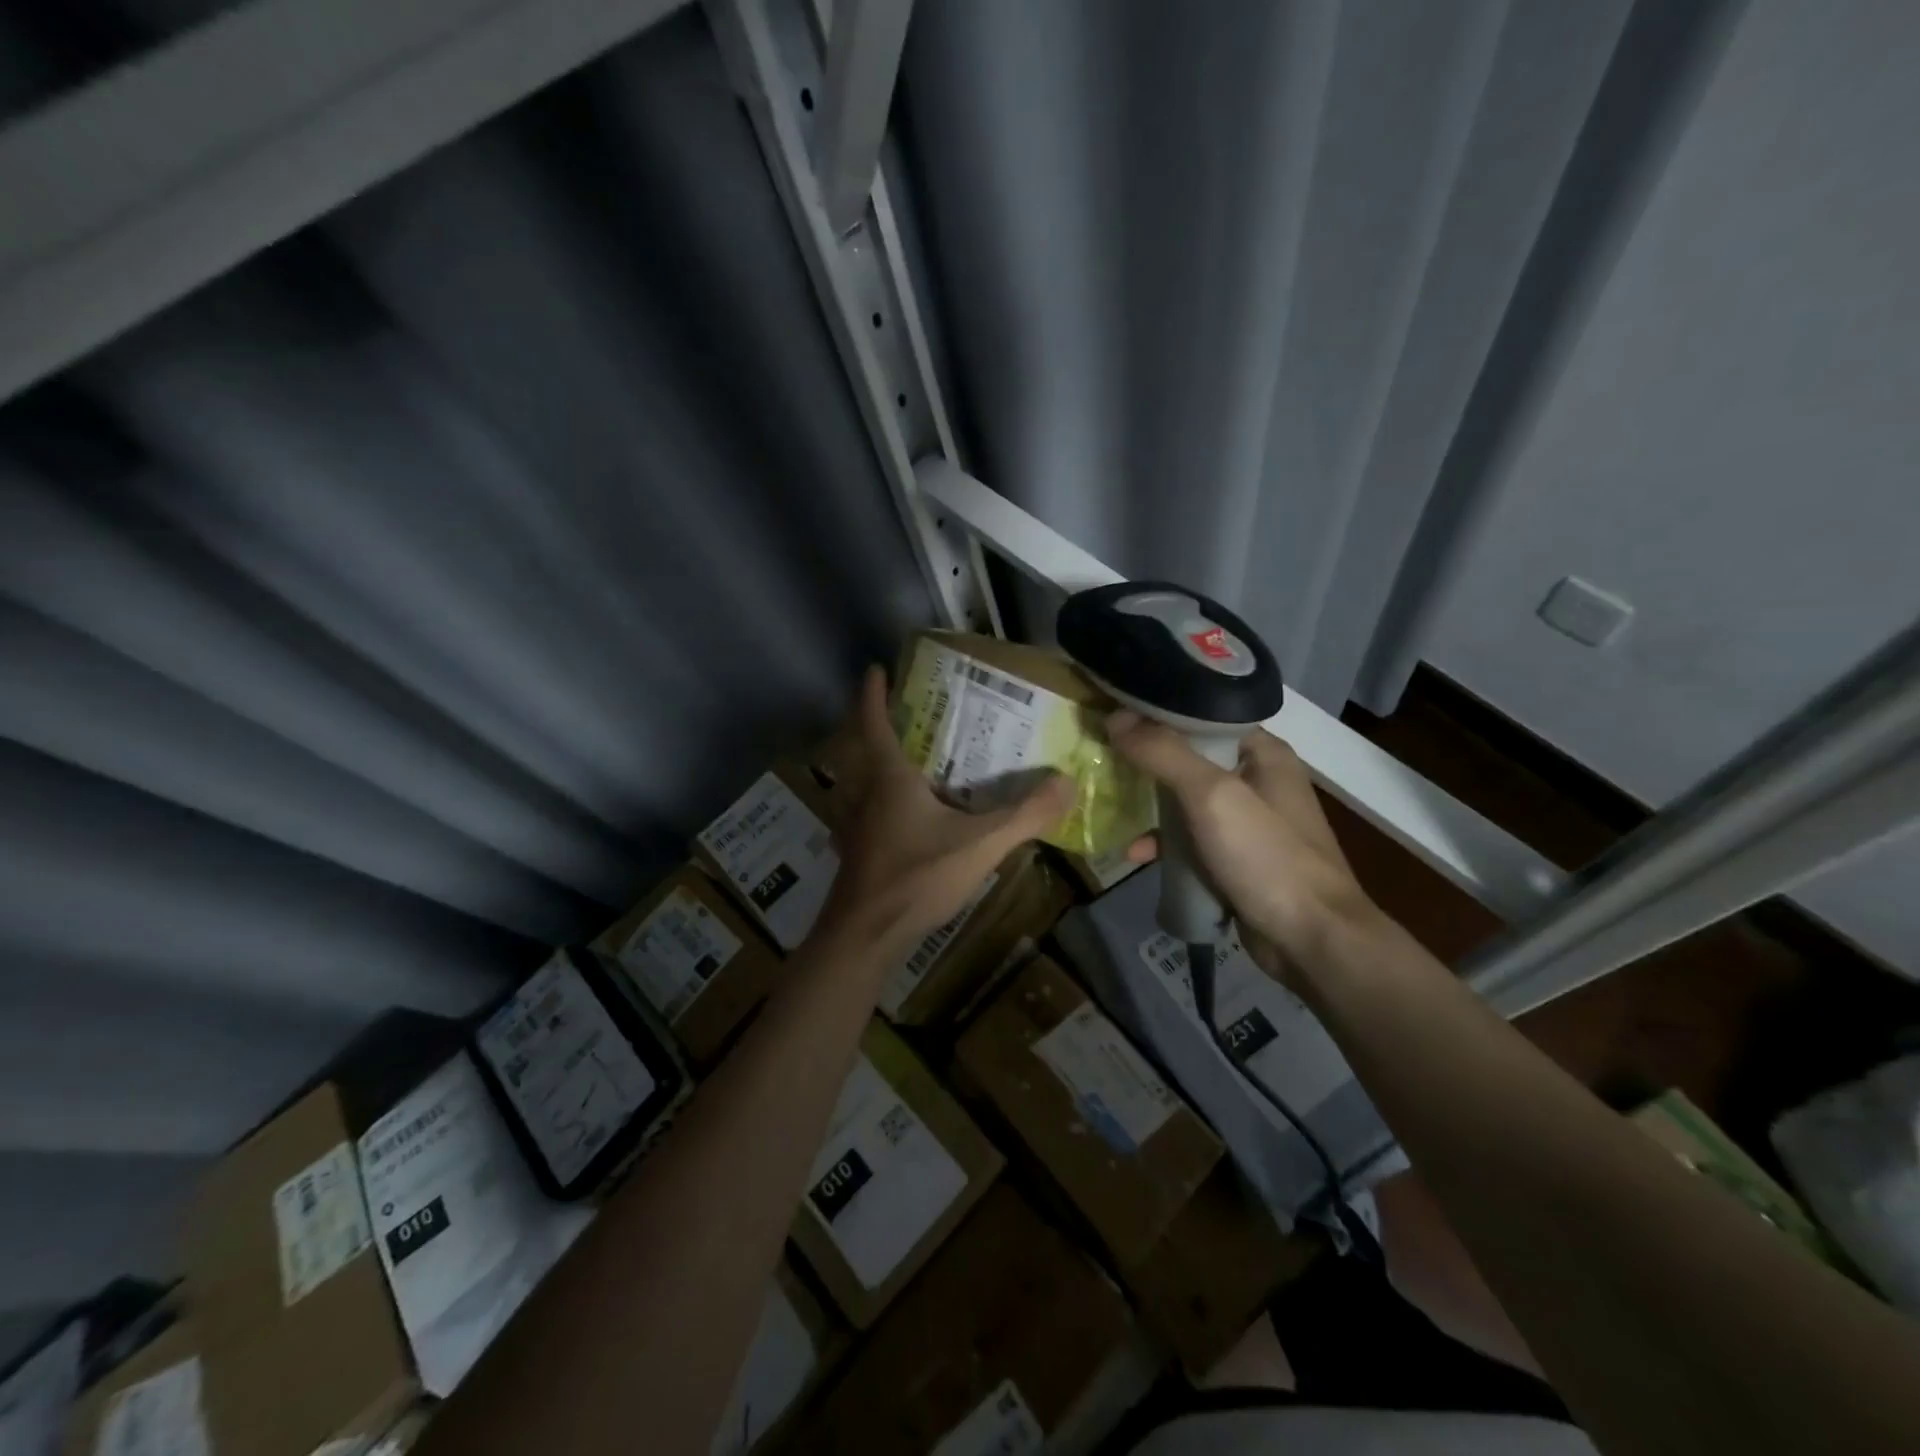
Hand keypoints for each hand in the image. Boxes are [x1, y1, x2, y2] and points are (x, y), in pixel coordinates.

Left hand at [812, 666, 1072, 962]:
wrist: (864, 937)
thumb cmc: (916, 877)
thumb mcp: (980, 845)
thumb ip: (1025, 816)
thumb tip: (1067, 782)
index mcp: (889, 777)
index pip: (873, 722)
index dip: (873, 693)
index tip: (876, 669)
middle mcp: (864, 793)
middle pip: (862, 749)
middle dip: (878, 726)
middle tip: (907, 713)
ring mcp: (855, 825)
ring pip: (860, 782)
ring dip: (877, 764)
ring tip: (911, 760)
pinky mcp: (857, 851)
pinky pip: (866, 811)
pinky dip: (880, 801)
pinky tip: (907, 817)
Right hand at [1107, 714, 1377, 982]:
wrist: (1313, 942)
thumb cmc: (1267, 857)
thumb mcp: (1212, 796)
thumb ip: (1163, 754)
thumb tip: (1114, 716)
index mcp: (1263, 753)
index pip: (1203, 717)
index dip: (1158, 714)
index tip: (1114, 715)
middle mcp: (1258, 780)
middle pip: (1191, 759)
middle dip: (1147, 762)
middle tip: (1102, 757)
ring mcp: (1248, 823)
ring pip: (1187, 802)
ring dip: (1151, 807)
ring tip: (1110, 806)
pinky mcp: (1237, 860)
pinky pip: (1192, 840)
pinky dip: (1166, 845)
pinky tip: (1136, 854)